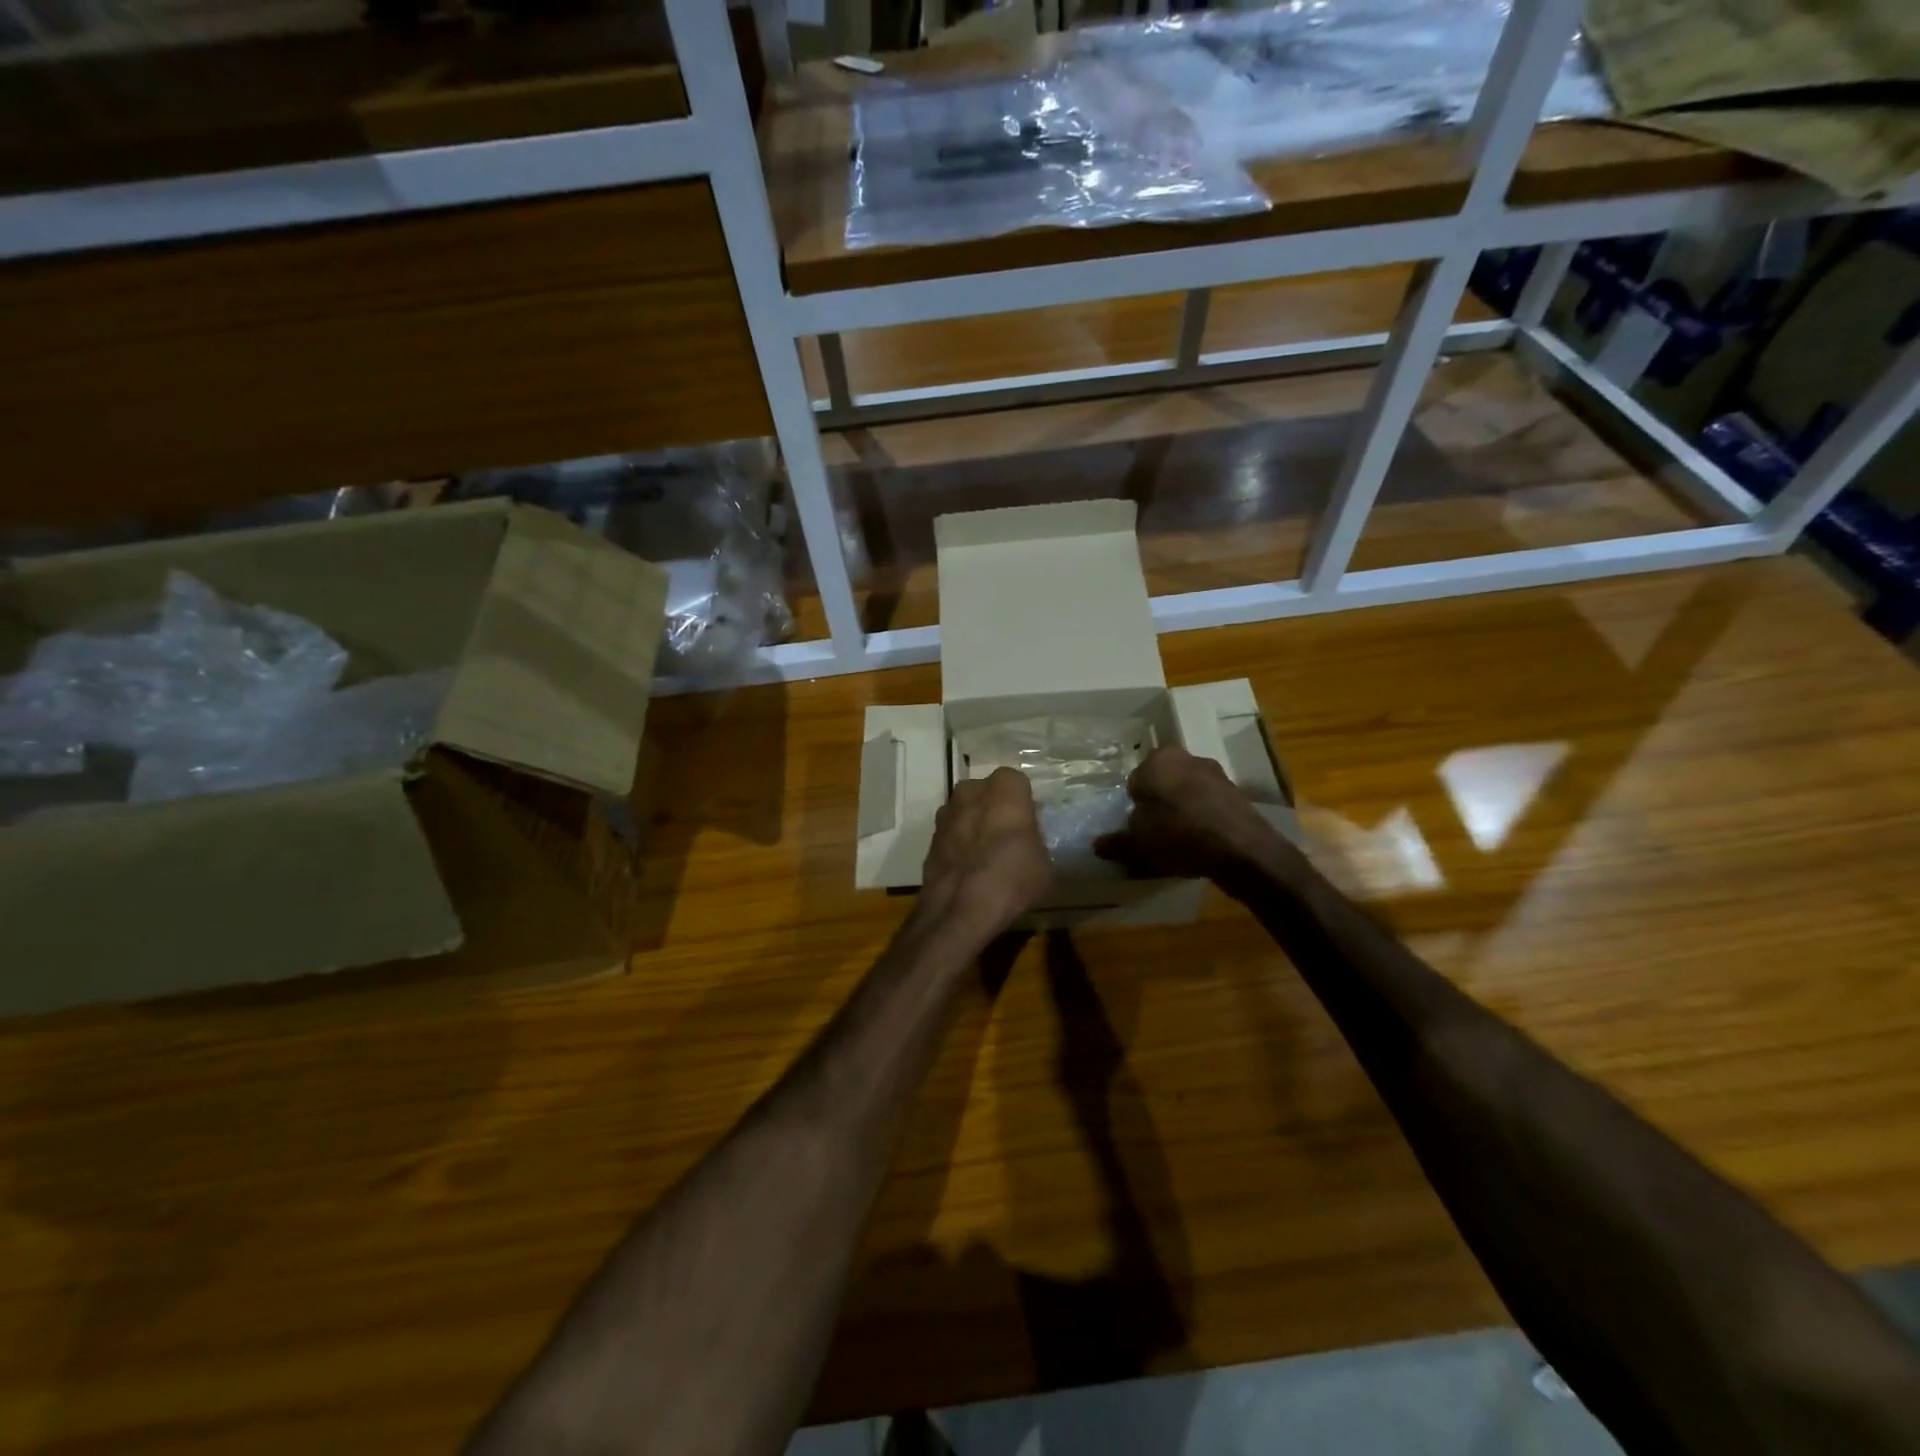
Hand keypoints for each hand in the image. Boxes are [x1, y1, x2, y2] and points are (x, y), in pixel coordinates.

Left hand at [920, 767, 1051, 936]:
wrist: (960, 908)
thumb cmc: (1012, 877)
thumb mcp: (1044, 860)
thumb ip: (1032, 838)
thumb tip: (1024, 839)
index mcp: (1004, 787)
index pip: (1017, 783)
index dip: (1023, 804)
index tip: (1028, 824)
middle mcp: (971, 790)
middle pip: (986, 793)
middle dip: (994, 809)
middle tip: (1007, 837)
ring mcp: (946, 813)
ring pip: (965, 812)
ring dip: (973, 826)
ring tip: (985, 856)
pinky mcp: (930, 838)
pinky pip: (951, 834)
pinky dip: (958, 846)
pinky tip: (968, 870)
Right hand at [1094, 747, 1294, 883]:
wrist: (1241, 849)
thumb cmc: (1178, 835)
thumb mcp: (1137, 844)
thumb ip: (1116, 842)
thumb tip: (1098, 844)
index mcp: (1158, 760)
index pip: (1135, 781)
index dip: (1134, 806)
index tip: (1135, 828)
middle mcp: (1187, 758)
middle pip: (1163, 784)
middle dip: (1158, 805)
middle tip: (1154, 835)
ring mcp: (1216, 774)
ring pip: (1187, 795)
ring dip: (1182, 813)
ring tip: (1178, 844)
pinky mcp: (1237, 794)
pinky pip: (1208, 807)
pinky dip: (1202, 821)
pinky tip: (1201, 845)